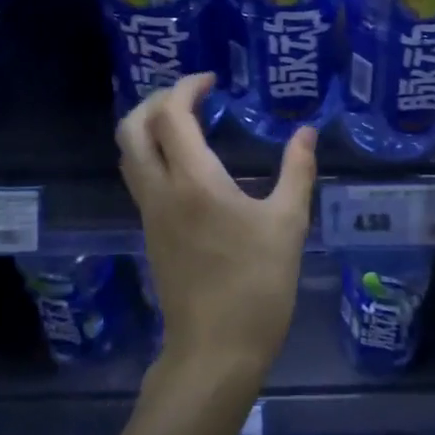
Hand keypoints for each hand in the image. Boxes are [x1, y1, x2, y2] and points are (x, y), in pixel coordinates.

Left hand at [117, 72, 317, 377]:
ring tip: (188, 121)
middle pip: (131, 128)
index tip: (212, 81)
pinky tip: (188, 162)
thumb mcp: (288, 225)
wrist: (215, 353)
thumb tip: (306, 133)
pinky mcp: (151, 234)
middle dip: (156, 100)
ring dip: (149, 126)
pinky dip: (152, 152)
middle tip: (191, 95)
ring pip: (128, 154)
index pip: (171, 115)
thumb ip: (296, 171)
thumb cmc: (256, 286)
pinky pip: (139, 177)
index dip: (186, 88)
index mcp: (193, 182)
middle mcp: (160, 191)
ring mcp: (150, 215)